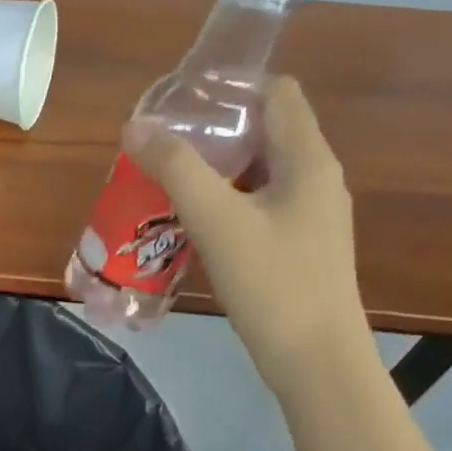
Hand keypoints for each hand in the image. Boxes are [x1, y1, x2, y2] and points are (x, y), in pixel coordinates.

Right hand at [124, 76, 368, 400]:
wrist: (316, 362)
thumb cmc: (272, 283)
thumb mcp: (216, 219)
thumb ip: (175, 168)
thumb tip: (135, 126)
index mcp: (307, 160)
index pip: (278, 93)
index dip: (232, 88)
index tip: (182, 101)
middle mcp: (316, 179)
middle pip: (265, 131)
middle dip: (214, 131)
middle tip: (162, 141)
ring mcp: (310, 216)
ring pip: (259, 172)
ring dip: (216, 170)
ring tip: (166, 177)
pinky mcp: (299, 246)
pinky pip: (259, 206)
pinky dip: (226, 201)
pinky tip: (191, 221)